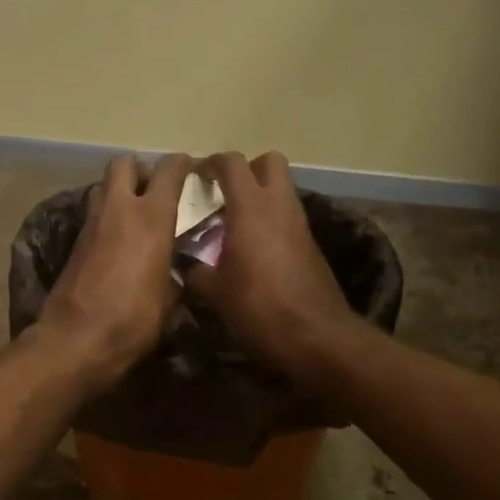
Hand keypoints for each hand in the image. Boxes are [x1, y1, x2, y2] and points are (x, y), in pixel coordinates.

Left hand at [34, 153, 194, 393]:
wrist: (75, 341)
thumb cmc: (132, 321)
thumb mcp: (168, 300)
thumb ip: (174, 273)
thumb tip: (174, 270)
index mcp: (151, 218)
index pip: (169, 170)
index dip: (182, 164)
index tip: (192, 170)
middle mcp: (119, 210)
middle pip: (125, 164)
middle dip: (141, 170)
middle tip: (156, 191)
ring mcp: (91, 224)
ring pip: (105, 188)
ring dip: (121, 193)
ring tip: (138, 217)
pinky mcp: (74, 243)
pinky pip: (95, 215)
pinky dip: (108, 219)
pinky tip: (119, 242)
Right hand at [184, 151, 360, 390]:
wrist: (316, 337)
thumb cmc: (259, 310)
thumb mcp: (214, 293)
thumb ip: (194, 270)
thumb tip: (183, 263)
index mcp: (251, 208)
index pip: (231, 164)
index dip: (210, 163)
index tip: (194, 176)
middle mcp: (279, 206)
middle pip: (268, 162)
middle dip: (245, 170)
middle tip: (223, 193)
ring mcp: (300, 224)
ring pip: (282, 190)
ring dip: (259, 196)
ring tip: (233, 224)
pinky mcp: (311, 245)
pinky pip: (288, 217)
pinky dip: (271, 221)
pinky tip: (252, 250)